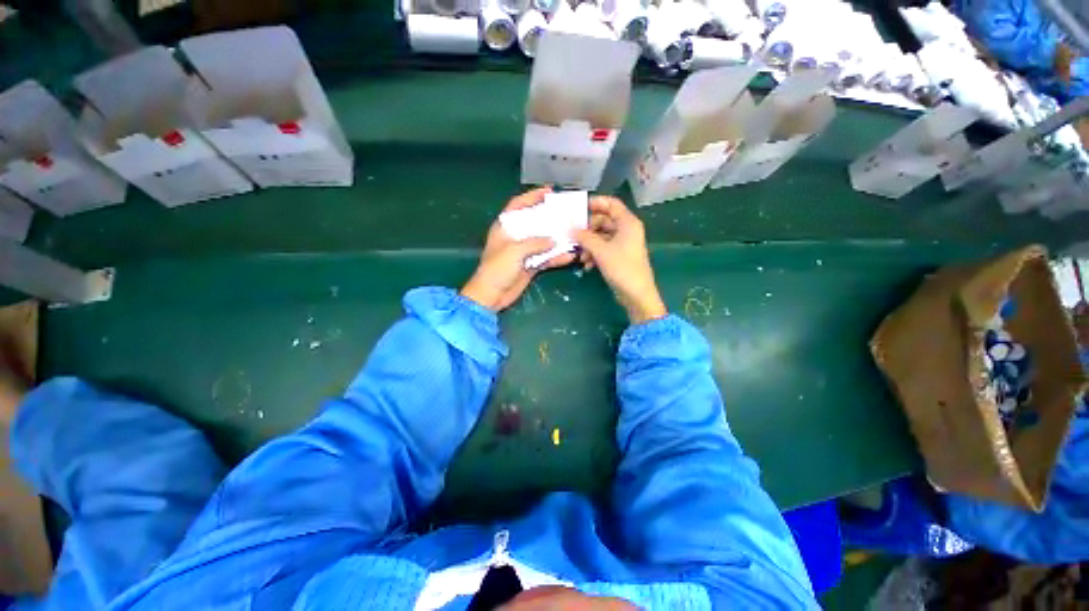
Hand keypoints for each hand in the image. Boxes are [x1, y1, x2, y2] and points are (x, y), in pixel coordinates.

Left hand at [461, 188, 575, 311]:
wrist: (492, 295)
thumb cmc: (497, 269)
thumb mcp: (514, 251)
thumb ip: (535, 243)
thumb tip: (553, 240)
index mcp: (505, 227)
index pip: (518, 205)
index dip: (532, 196)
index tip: (549, 191)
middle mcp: (515, 237)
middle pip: (535, 222)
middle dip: (550, 217)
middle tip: (567, 213)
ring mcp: (524, 252)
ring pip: (544, 241)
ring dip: (558, 239)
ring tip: (573, 233)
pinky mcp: (530, 265)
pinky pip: (546, 258)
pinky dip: (557, 257)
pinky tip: (569, 256)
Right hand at [573, 197, 666, 323]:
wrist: (636, 294)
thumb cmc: (622, 268)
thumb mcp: (601, 251)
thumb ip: (585, 238)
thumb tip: (572, 230)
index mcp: (627, 223)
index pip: (611, 204)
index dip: (595, 203)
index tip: (578, 208)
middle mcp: (626, 230)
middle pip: (604, 221)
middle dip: (588, 229)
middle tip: (573, 235)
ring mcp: (623, 244)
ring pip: (601, 236)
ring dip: (589, 244)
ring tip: (580, 255)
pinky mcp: (619, 256)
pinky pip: (604, 248)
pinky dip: (594, 254)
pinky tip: (586, 265)